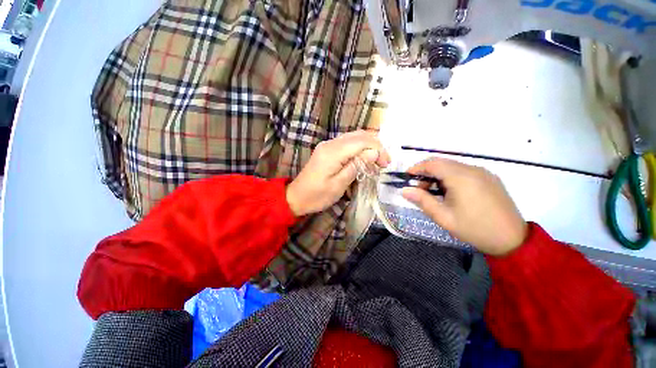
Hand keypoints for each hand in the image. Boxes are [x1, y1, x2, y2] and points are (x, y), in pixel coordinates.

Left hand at [286, 131, 390, 215]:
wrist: (296, 196)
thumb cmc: (317, 195)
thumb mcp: (339, 185)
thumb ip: (356, 166)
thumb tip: (374, 152)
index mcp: (333, 152)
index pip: (362, 142)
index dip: (378, 149)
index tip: (386, 164)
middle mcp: (330, 143)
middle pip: (359, 135)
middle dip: (375, 146)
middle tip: (384, 162)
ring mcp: (328, 145)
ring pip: (354, 137)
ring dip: (368, 146)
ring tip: (376, 160)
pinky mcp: (327, 149)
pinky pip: (347, 142)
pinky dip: (359, 148)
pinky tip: (364, 158)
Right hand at [401, 157, 526, 255]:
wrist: (512, 240)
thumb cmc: (474, 229)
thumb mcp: (443, 217)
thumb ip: (422, 200)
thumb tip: (404, 190)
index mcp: (461, 177)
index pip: (433, 163)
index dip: (416, 168)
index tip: (406, 178)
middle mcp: (473, 169)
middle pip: (442, 163)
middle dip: (426, 173)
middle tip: (419, 189)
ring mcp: (483, 173)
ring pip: (453, 166)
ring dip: (438, 175)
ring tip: (434, 193)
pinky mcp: (490, 178)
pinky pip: (464, 171)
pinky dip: (451, 177)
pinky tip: (451, 193)